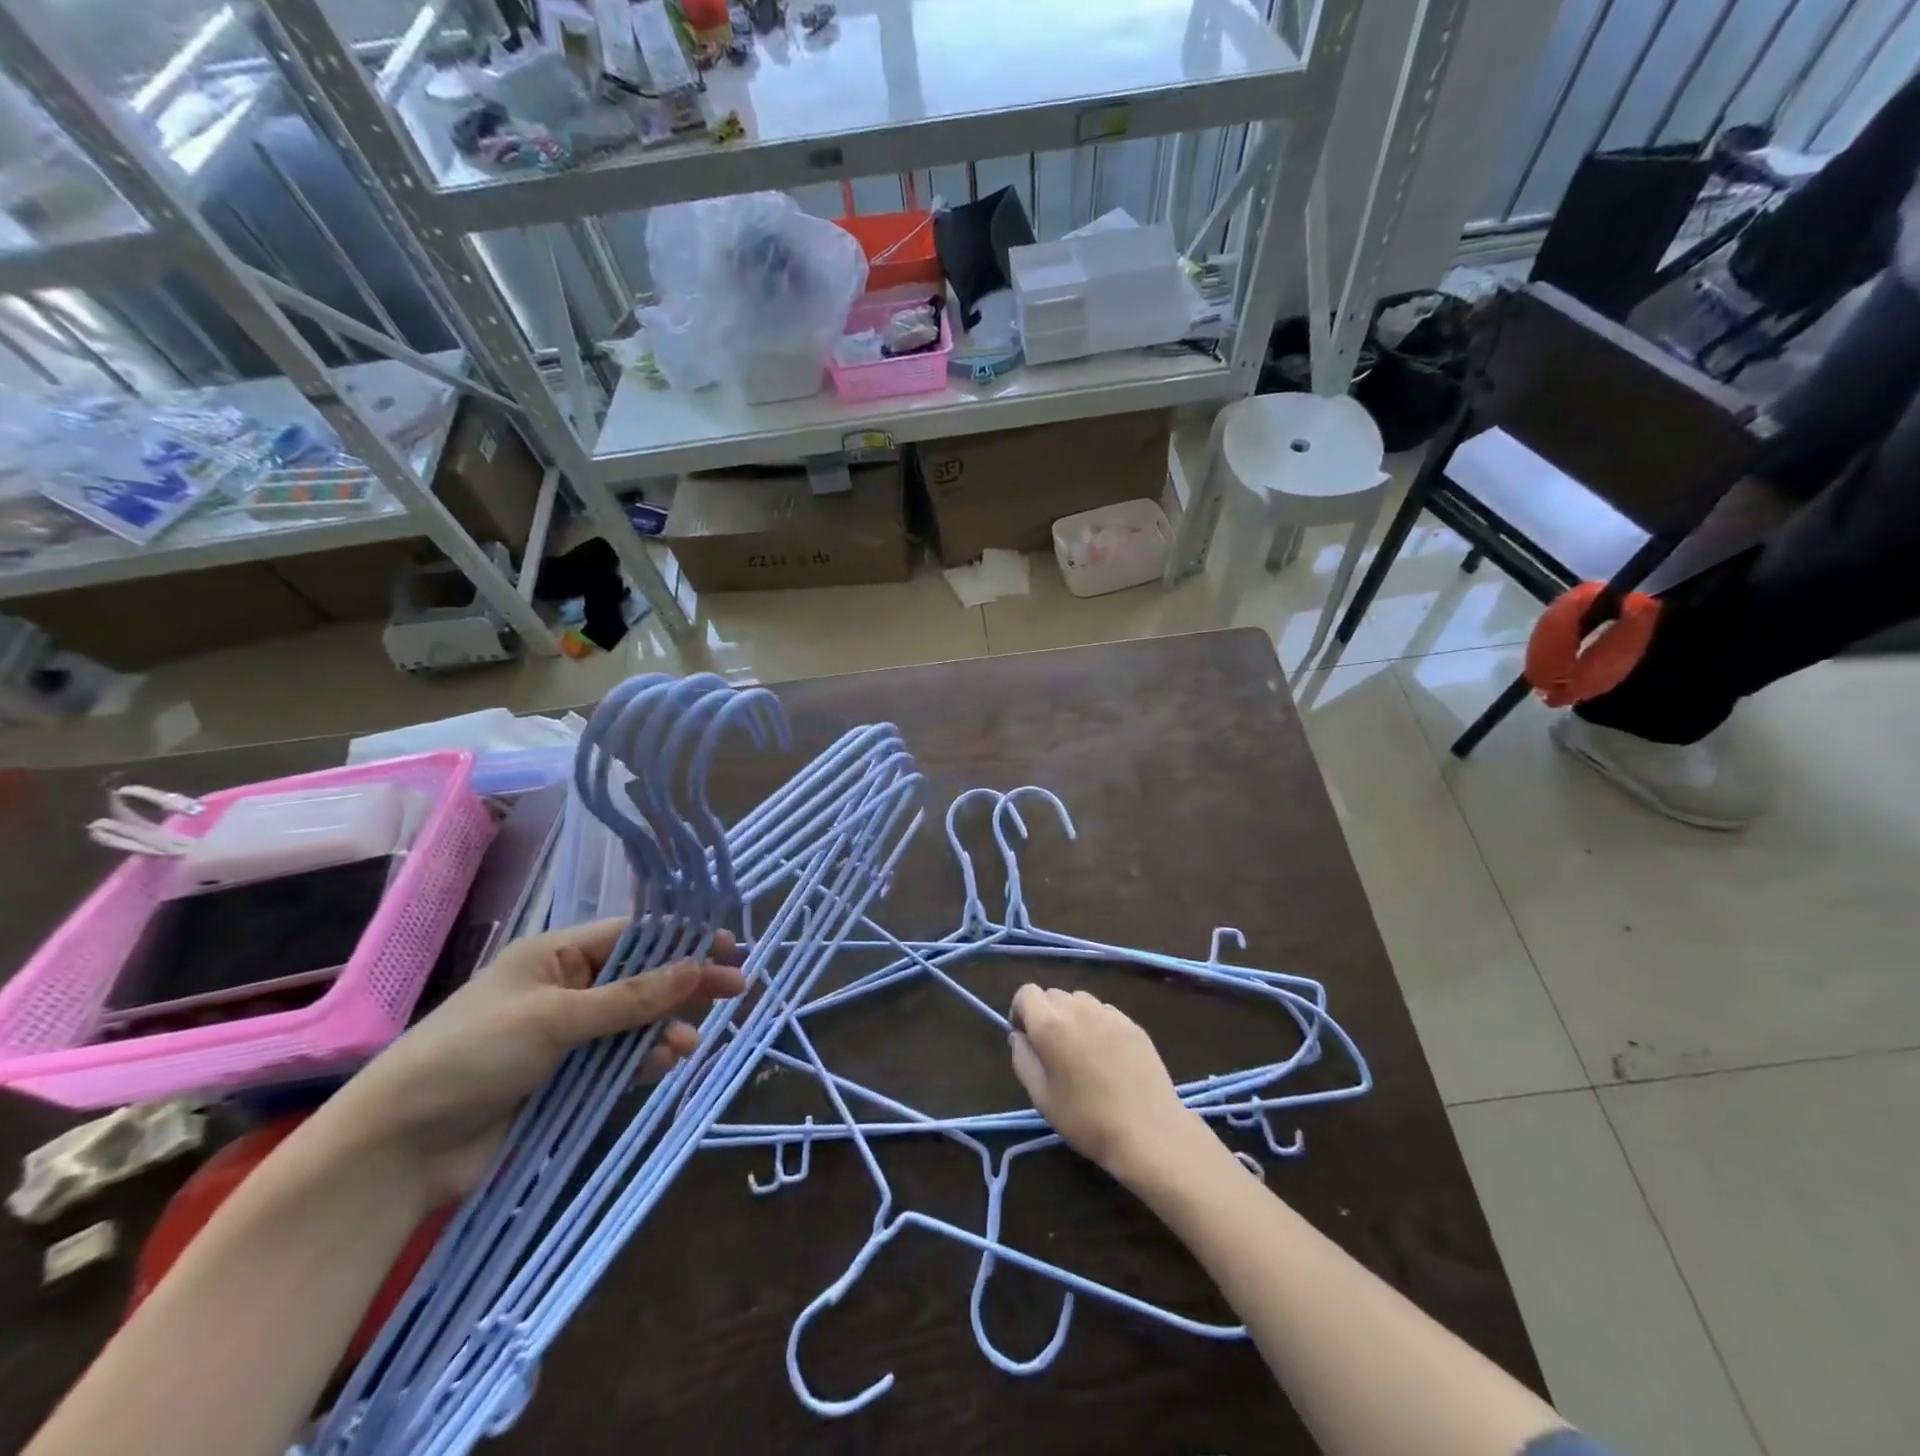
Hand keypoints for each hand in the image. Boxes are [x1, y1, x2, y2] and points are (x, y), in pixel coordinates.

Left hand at [321, 919, 745, 1203]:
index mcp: (554, 956)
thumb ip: (631, 997)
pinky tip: (665, 1064)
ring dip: (665, 1028)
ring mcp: (565, 1035)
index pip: (631, 936)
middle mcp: (564, 989)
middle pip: (640, 978)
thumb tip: (696, 967)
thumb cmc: (472, 1056)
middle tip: (735, 989)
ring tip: (690, 1044)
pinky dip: (644, 1060)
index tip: (727, 945)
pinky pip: (618, 1059)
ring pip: (634, 1021)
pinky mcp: (564, 1078)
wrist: (398, 1150)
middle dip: (684, 983)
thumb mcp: (556, 1017)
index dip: (681, 939)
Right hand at [1008, 985, 1199, 1181]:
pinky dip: (1097, 1024)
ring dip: (1072, 1016)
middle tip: (1053, 1049)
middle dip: (1046, 1014)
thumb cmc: (1086, 1120)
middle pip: (1052, 995)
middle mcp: (1078, 1008)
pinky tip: (1107, 1055)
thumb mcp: (1041, 1097)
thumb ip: (1022, 1058)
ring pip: (1079, 1000)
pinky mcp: (1132, 1023)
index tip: (1026, 1038)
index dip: (1020, 1011)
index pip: (1026, 992)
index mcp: (1050, 1024)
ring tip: (1081, 1050)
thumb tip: (1019, 1036)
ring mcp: (1109, 1013)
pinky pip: (1104, 1012)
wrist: (1148, 1131)